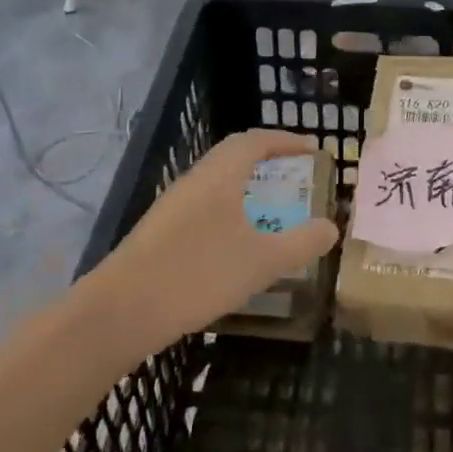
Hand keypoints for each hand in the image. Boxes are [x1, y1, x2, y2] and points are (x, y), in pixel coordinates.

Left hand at [88, 130, 338, 347]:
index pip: (256, 140)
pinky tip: (236, 241)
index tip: (313, 148)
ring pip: (217, 181)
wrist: (120, 311)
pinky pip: (204, 205)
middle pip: (233, 155)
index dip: (286, 140)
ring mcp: (173, 205)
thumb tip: (331, 227)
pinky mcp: (160, 231)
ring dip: (246, 185)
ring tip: (271, 206)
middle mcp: (195, 180)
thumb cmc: (198, 274)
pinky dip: (229, 209)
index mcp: (220, 175)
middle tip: (295, 172)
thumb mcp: (260, 262)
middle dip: (267, 158)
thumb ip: (300, 243)